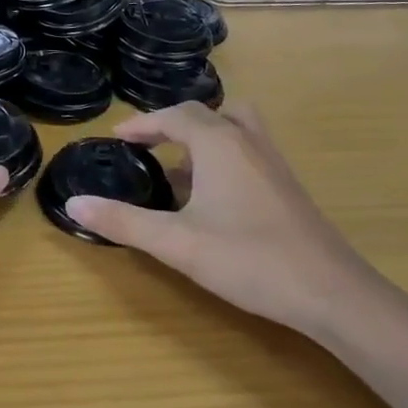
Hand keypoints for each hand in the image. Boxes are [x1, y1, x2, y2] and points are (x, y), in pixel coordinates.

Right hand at [64, 101, 373, 333]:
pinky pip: (247, 148)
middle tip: (145, 146)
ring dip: (202, 135)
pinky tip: (214, 195)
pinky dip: (223, 154)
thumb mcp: (177, 243)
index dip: (141, 123)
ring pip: (232, 126)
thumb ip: (124, 221)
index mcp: (217, 142)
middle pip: (203, 114)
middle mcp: (245, 140)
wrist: (333, 293)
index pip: (173, 115)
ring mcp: (271, 161)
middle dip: (169, 125)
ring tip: (179, 163)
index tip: (116, 138)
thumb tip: (74, 203)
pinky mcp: (287, 184)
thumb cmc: (250, 259)